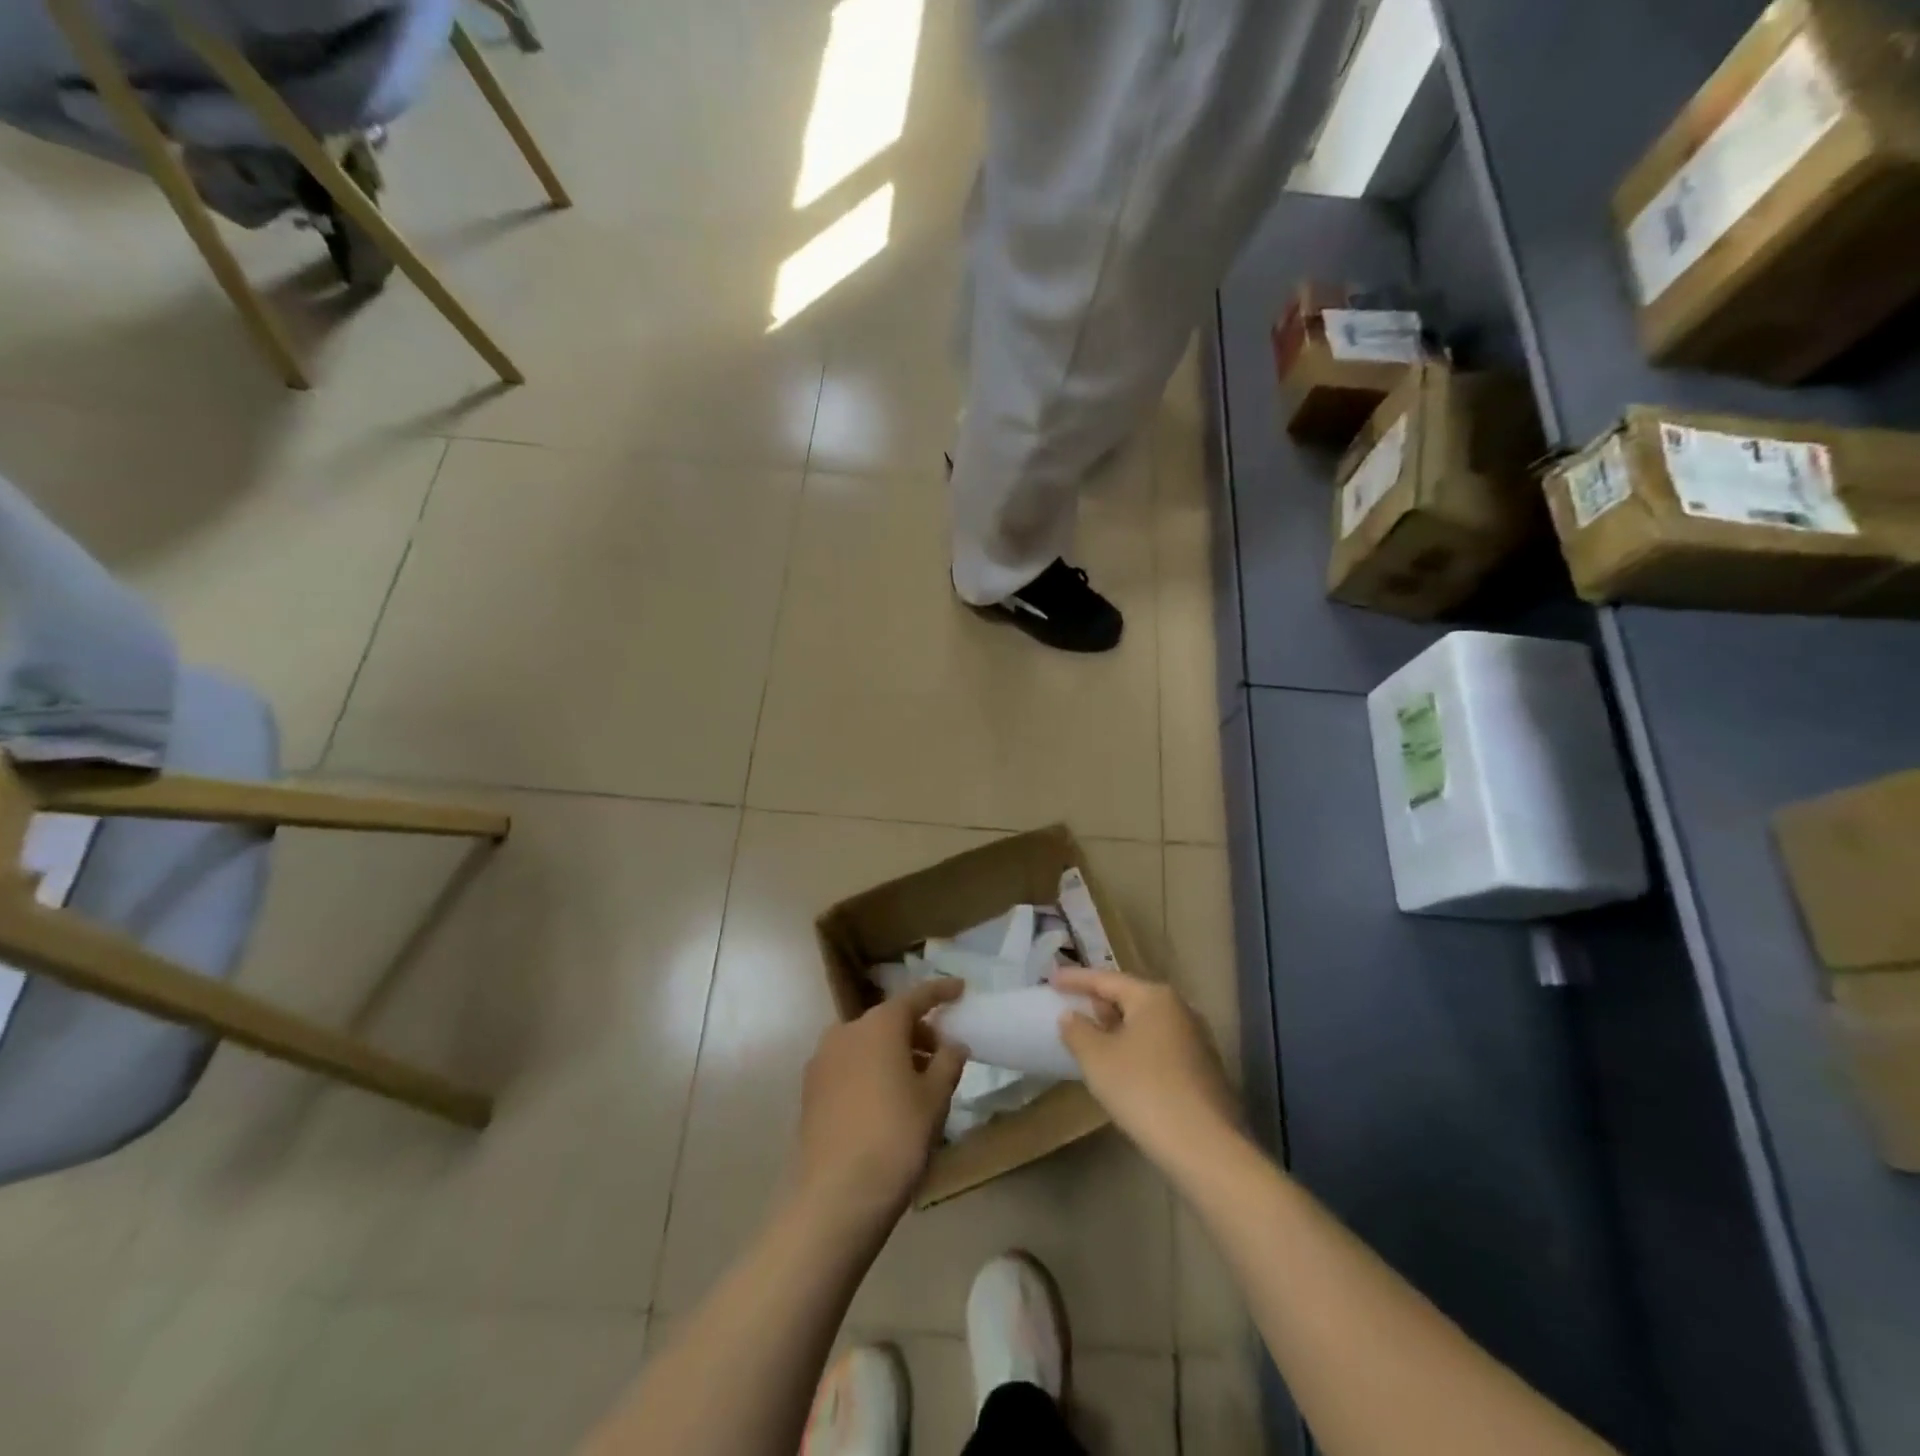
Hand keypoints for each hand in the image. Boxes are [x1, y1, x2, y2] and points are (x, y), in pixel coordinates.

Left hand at [795, 979, 967, 1227]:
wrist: (834, 1197)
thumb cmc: (895, 1138)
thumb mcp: (934, 1099)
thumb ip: (948, 1063)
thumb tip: (953, 1044)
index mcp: (879, 1025)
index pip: (916, 997)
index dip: (940, 992)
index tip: (960, 989)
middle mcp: (846, 1031)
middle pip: (888, 1020)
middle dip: (916, 1031)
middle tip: (941, 1053)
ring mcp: (822, 1060)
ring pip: (866, 1044)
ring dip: (892, 1052)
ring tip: (916, 1081)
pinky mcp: (810, 1090)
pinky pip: (849, 1066)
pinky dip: (871, 1070)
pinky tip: (886, 1100)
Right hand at [1054, 967, 1239, 1171]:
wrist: (1204, 1147)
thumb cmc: (1143, 1090)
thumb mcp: (1097, 1058)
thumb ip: (1077, 1031)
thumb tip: (1071, 1016)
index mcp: (1154, 997)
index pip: (1106, 979)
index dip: (1076, 979)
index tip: (1051, 978)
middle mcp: (1180, 1009)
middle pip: (1130, 997)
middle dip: (1099, 1002)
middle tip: (1071, 1006)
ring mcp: (1196, 1039)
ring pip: (1146, 1023)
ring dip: (1118, 1027)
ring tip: (1092, 1037)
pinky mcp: (1203, 1069)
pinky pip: (1159, 1046)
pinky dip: (1136, 1048)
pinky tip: (1122, 1067)